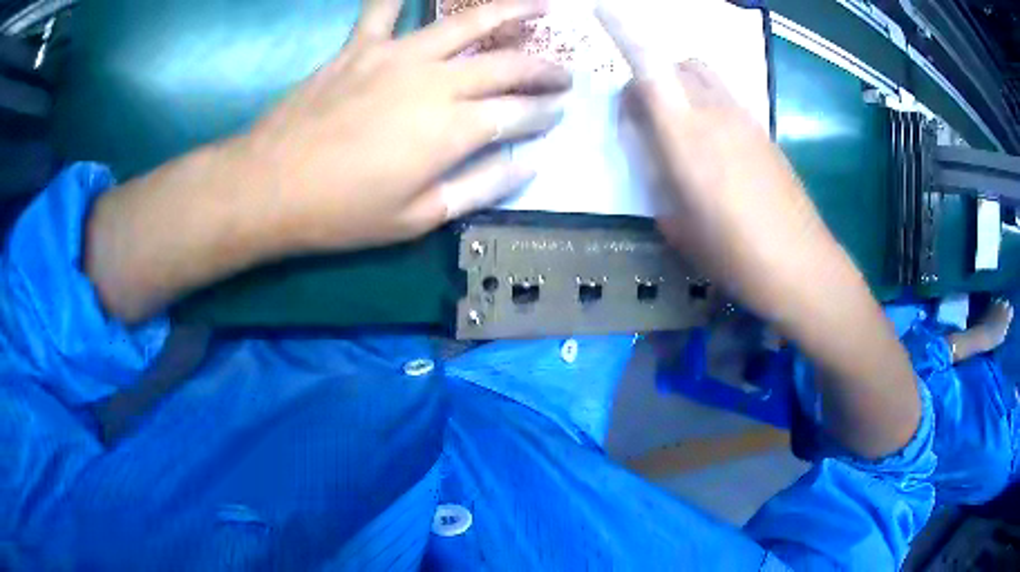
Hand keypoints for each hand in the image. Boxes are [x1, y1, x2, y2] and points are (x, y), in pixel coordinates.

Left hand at [243, 0, 570, 251]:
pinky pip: (382, 9)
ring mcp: (395, 55)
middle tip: (565, 71)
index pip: (519, 112)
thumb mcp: (417, 219)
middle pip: (506, 63)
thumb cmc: (341, 213)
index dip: (547, 111)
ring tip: (541, 4)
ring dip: (510, 10)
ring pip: (466, 21)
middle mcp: (434, 81)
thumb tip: (528, 161)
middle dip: (545, 67)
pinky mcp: (358, 47)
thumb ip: (480, 187)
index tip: (563, 111)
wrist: (268, 188)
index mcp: (451, 129)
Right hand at [596, 5, 832, 320]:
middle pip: (680, 63)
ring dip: (685, 87)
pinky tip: (717, 150)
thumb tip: (650, 148)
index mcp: (685, 134)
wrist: (801, 266)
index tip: (606, 9)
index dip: (625, 33)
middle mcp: (716, 113)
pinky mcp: (766, 133)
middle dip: (656, 74)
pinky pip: (729, 100)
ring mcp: (747, 120)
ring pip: (707, 78)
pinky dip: (711, 107)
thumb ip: (656, 176)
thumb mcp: (677, 224)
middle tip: (649, 114)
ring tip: (683, 132)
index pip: (649, 67)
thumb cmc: (733, 253)